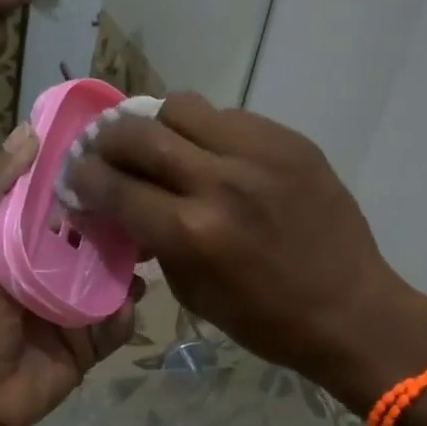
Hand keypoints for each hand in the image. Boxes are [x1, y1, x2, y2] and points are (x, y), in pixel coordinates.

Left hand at [0, 128, 143, 425]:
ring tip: (151, 251)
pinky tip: (123, 304)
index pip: (66, 199)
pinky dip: (125, 313)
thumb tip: (29, 132)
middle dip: (124, 220)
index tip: (120, 152)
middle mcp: (58, 266)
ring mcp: (79, 304)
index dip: (89, 177)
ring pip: (119, 275)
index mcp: (29, 240)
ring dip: (134, 265)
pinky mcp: (94, 339)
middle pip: (101, 235)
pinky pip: (121, 320)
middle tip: (151, 202)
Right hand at [64, 93, 426, 402]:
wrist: (350, 310)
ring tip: (159, 148)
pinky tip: (210, 155)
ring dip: (157, 126)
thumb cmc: (262, 318)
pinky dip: (204, 132)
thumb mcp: (190, 291)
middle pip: (139, 133)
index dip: (84, 178)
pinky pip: (227, 116)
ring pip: (181, 106)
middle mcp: (221, 181)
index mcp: (192, 232)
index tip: (76, 177)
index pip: (114, 185)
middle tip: (105, 153)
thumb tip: (119, 204)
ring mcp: (260, 153)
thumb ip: (150, 239)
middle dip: (108, 141)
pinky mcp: (290, 140)